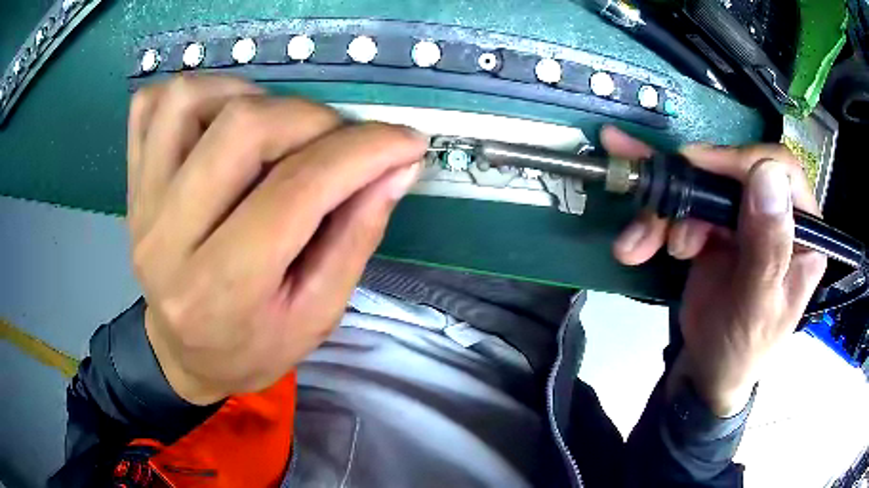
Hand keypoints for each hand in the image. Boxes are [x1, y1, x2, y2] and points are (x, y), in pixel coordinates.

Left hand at [128, 76, 426, 404]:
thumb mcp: (317, 315)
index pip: (295, 192)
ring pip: (189, 98)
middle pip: (242, 128)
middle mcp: (167, 239)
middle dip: (311, 119)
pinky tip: (220, 121)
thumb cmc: (252, 347)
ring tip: (275, 129)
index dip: (362, 152)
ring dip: (249, 96)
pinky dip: (195, 94)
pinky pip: (151, 105)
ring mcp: (141, 203)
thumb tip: (397, 166)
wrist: (181, 354)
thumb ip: (356, 237)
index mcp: (220, 290)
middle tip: (337, 142)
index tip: (405, 142)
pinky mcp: (132, 182)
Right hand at [604, 126, 826, 416]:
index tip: (699, 168)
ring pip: (703, 186)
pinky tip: (637, 241)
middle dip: (691, 189)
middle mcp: (777, 215)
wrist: (707, 371)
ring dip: (664, 211)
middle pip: (735, 173)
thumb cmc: (740, 350)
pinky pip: (685, 205)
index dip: (742, 161)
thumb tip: (769, 175)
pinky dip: (656, 219)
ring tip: (638, 246)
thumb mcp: (756, 309)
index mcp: (803, 233)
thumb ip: (768, 249)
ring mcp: (746, 217)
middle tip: (656, 210)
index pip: (783, 172)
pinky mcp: (717, 226)